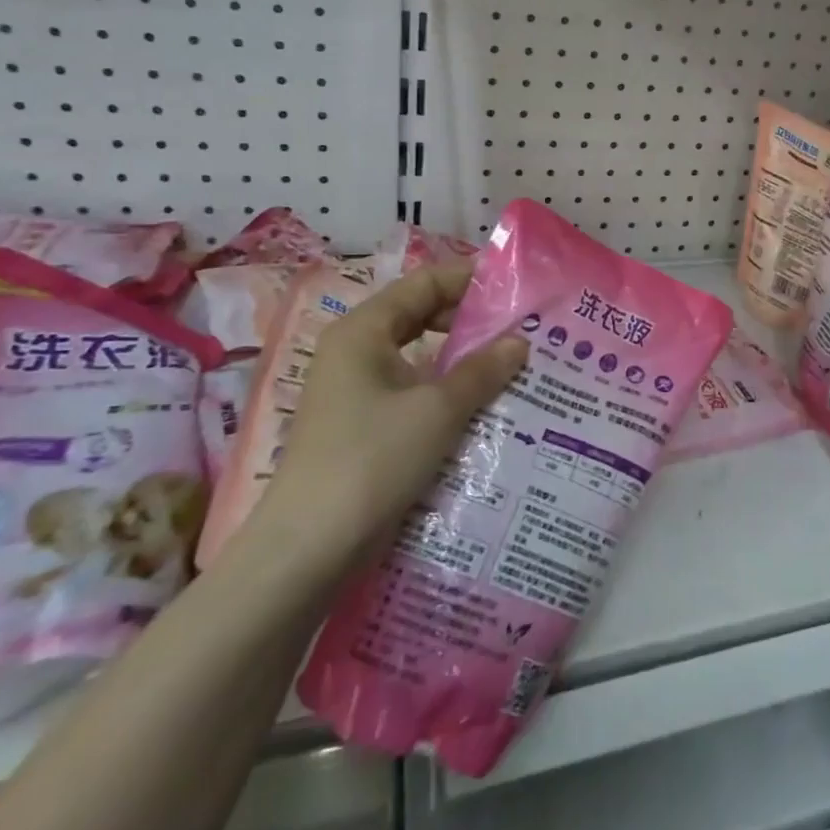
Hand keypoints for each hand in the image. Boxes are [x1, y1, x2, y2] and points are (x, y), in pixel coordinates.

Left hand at [248, 262, 528, 576]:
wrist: (309, 551)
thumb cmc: (372, 460)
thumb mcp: (437, 410)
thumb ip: (482, 370)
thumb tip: (520, 342)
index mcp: (363, 331)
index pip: (423, 284)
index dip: (469, 278)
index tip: (515, 284)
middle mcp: (356, 351)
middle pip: (421, 316)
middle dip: (470, 319)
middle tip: (521, 326)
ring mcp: (357, 391)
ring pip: (420, 357)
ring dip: (463, 359)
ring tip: (512, 363)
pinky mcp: (365, 426)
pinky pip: (414, 391)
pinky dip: (447, 391)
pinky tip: (484, 405)